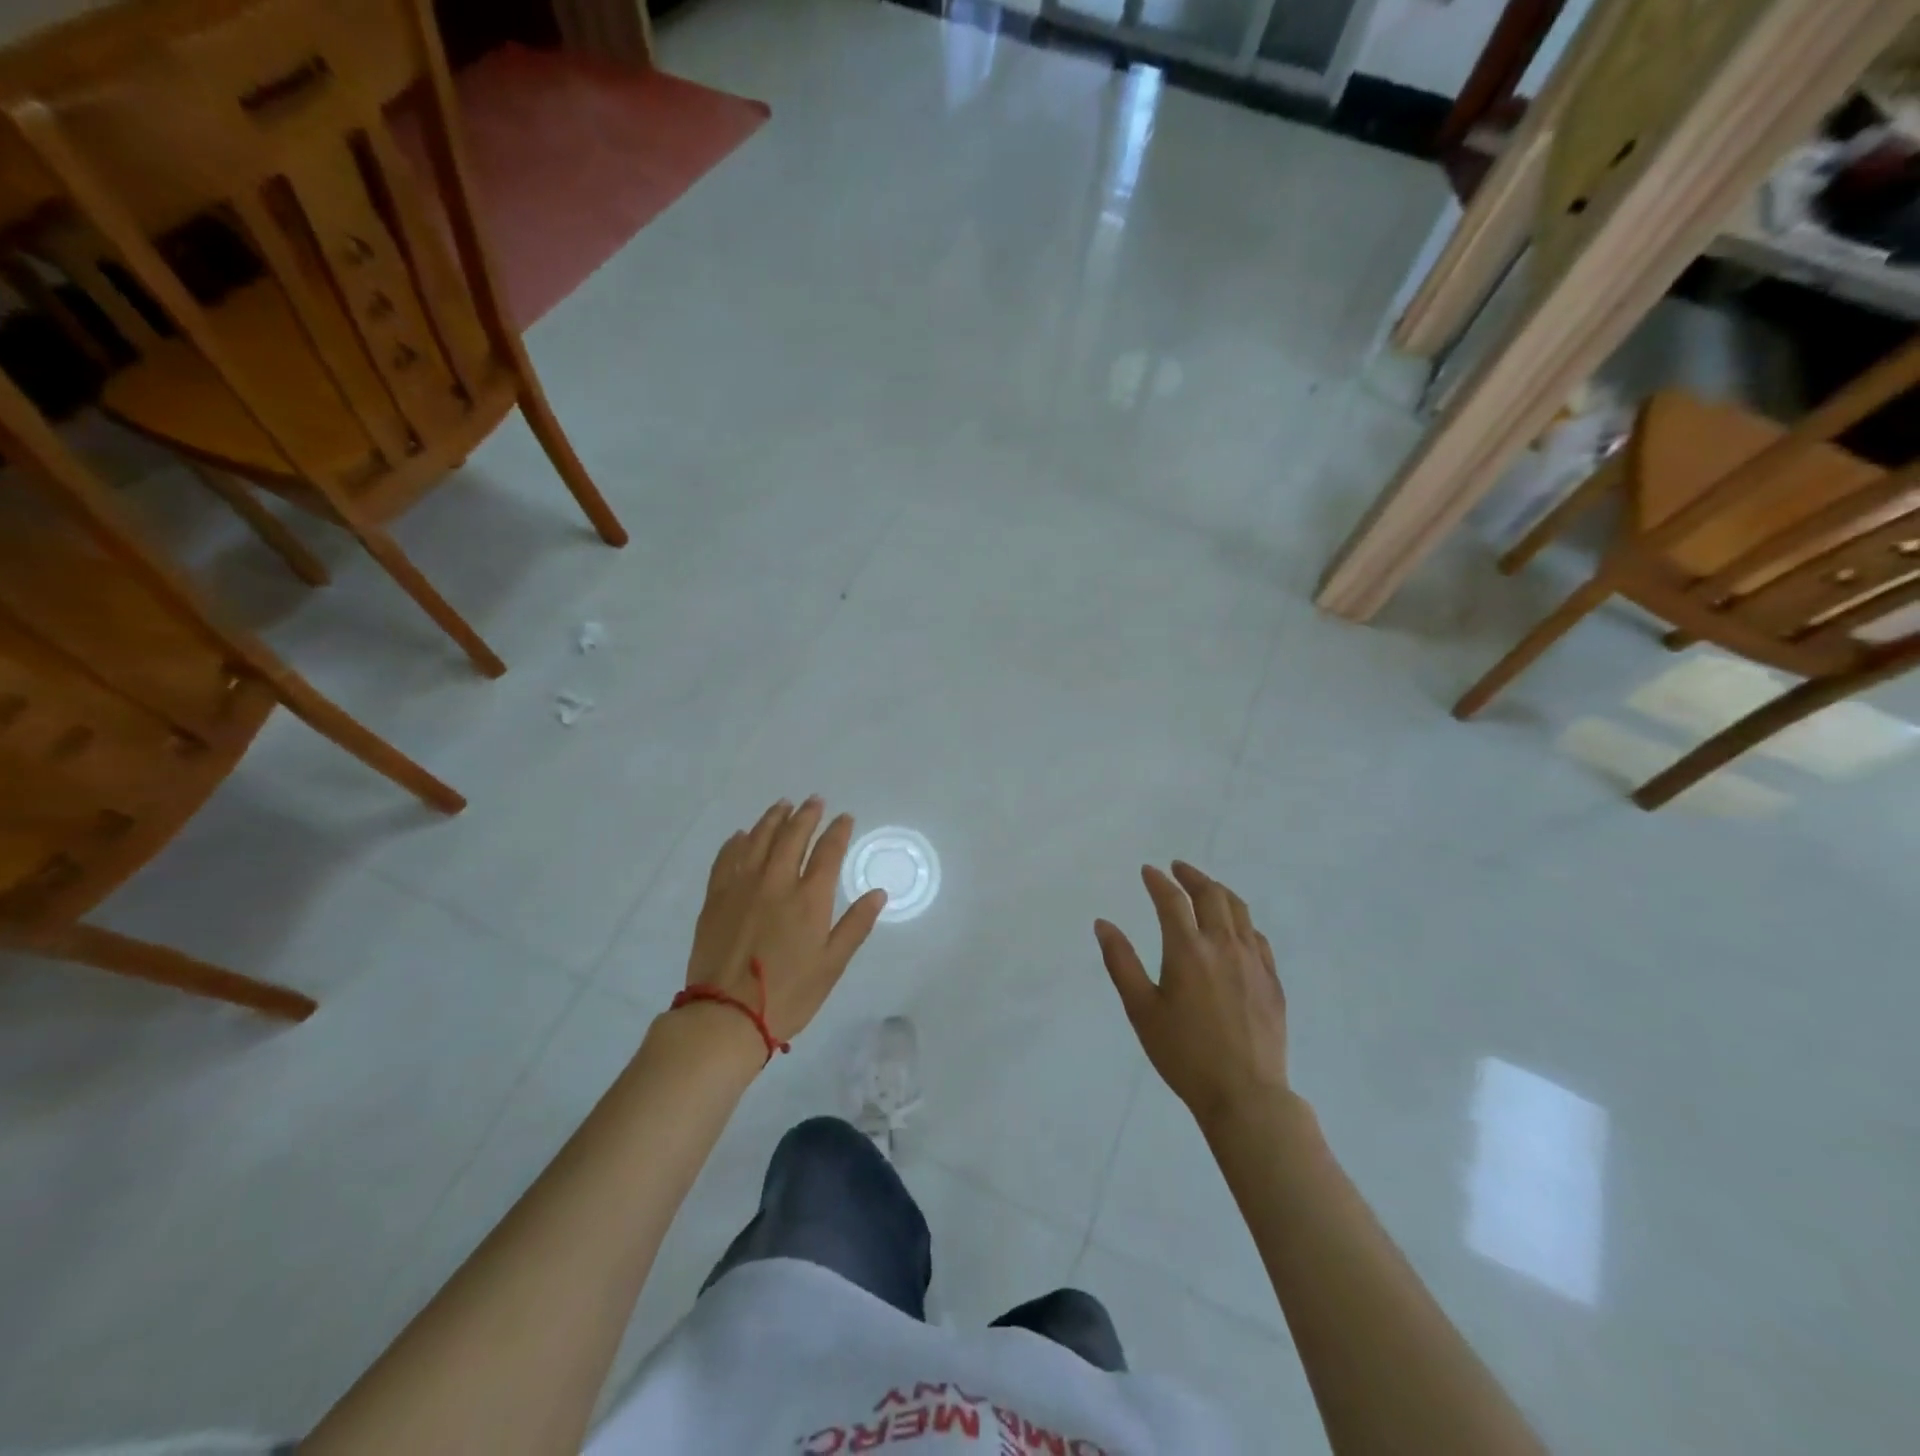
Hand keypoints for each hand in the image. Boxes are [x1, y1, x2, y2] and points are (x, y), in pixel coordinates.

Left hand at [684, 797, 887, 1050]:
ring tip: (783, 805)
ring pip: (759, 840)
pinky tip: (742, 835)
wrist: (725, 1016)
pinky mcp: (716, 898)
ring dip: (773, 819)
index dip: (838, 831)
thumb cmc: (788, 994)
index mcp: (809, 899)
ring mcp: (742, 887)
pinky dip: (737, 842)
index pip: (828, 852)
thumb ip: (855, 925)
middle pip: (792, 836)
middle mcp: (776, 882)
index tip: (845, 817)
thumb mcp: (832, 965)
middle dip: (807, 815)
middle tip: (814, 801)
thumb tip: (878, 893)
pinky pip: (727, 858)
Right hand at [1095, 861, 1289, 1130]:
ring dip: (1219, 891)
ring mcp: (1253, 962)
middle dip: (1192, 876)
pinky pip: (1257, 937)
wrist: (1245, 1095)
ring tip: (1206, 888)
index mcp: (1188, 951)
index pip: (1172, 900)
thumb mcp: (1141, 1010)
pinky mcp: (1272, 981)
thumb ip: (1121, 962)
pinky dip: (1241, 921)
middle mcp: (1223, 946)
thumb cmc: (1184, 1054)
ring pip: (1239, 910)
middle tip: (1177, 869)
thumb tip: (1103, 923)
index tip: (1148, 871)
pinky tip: (1235, 929)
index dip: (1158, 881)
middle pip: (1211, 895)